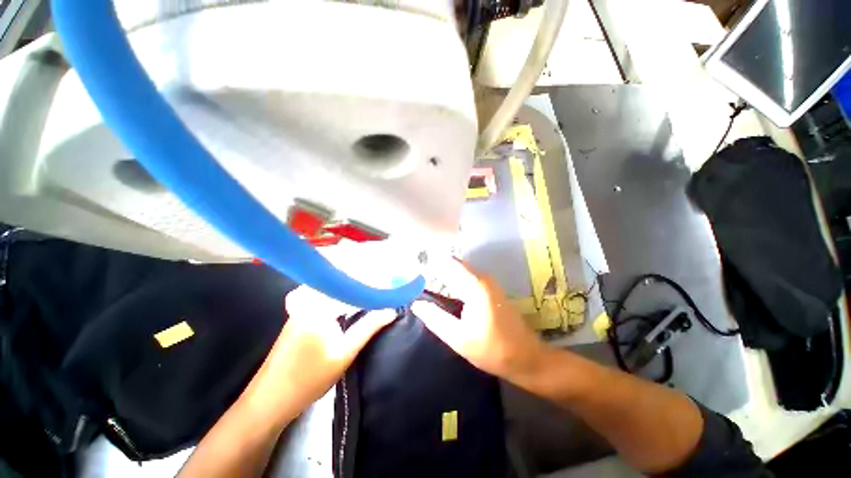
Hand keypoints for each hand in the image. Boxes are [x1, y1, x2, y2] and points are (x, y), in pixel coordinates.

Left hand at [243, 286, 395, 422]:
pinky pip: (322, 297)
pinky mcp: (297, 315)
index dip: (371, 286)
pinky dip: (338, 297)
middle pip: (340, 284)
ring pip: (331, 290)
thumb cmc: (309, 378)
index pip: (351, 287)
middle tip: (381, 285)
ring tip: (369, 290)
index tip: (387, 286)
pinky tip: (347, 302)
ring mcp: (300, 307)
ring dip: (350, 290)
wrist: (269, 400)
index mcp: (318, 305)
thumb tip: (390, 311)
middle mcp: (307, 300)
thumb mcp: (344, 353)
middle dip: (361, 285)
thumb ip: (368, 328)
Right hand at [412, 259, 547, 385]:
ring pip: (460, 270)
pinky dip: (453, 280)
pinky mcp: (490, 289)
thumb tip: (416, 303)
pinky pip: (467, 277)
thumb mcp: (459, 338)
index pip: (448, 263)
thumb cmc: (493, 349)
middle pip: (453, 264)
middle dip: (435, 267)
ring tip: (424, 281)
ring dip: (443, 273)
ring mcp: (488, 282)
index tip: (413, 265)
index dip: (430, 262)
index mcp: (475, 285)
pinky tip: (442, 289)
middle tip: (414, 276)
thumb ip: (435, 319)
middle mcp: (482, 278)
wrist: (526, 357)